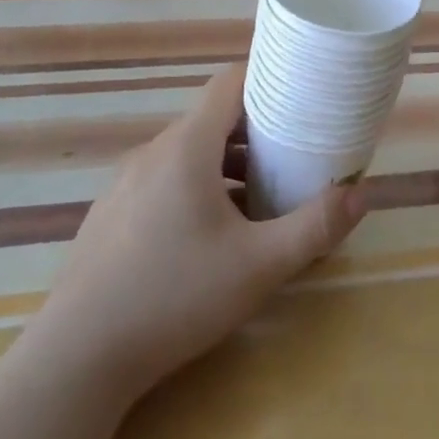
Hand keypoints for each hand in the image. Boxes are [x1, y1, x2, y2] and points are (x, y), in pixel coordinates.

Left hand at [29, 64, 364, 399]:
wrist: (75, 360)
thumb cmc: (174, 297)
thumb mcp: (259, 266)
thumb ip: (315, 227)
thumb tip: (362, 193)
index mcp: (186, 147)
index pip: (229, 82)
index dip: (267, 78)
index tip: (301, 93)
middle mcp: (153, 153)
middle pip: (212, 119)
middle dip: (256, 130)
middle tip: (294, 153)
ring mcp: (125, 184)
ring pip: (188, 153)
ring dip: (227, 163)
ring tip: (261, 195)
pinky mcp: (111, 215)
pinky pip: (164, 181)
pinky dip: (196, 187)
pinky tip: (211, 235)